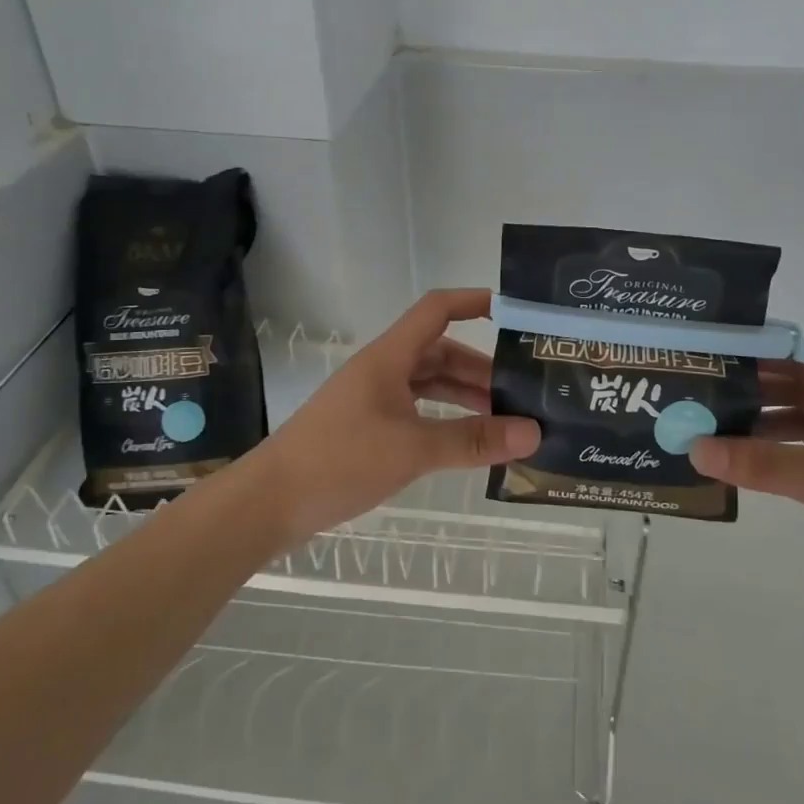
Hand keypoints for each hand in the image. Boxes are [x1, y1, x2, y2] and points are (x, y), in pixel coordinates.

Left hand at [257, 289, 540, 544]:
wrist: (270, 502)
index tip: (514, 313)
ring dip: (464, 395)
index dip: (473, 302)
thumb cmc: (340, 460)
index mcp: (390, 357)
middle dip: (480, 368)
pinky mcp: (368, 426)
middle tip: (522, 391)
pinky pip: (418, 410)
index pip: (436, 310)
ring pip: (430, 383)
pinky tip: (466, 441)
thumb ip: (473, 440)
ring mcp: (374, 398)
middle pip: (440, 351)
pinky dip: (445, 418)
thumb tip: (533, 432)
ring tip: (504, 419)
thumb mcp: (413, 449)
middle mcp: (383, 370)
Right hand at [689, 356, 803, 636]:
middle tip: (707, 391)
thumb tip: (696, 447)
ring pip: (803, 426)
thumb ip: (764, 464)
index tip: (719, 353)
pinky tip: (750, 466)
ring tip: (717, 428)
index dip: (766, 353)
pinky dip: (779, 456)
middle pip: (802, 391)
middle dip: (757, 389)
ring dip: (764, 424)